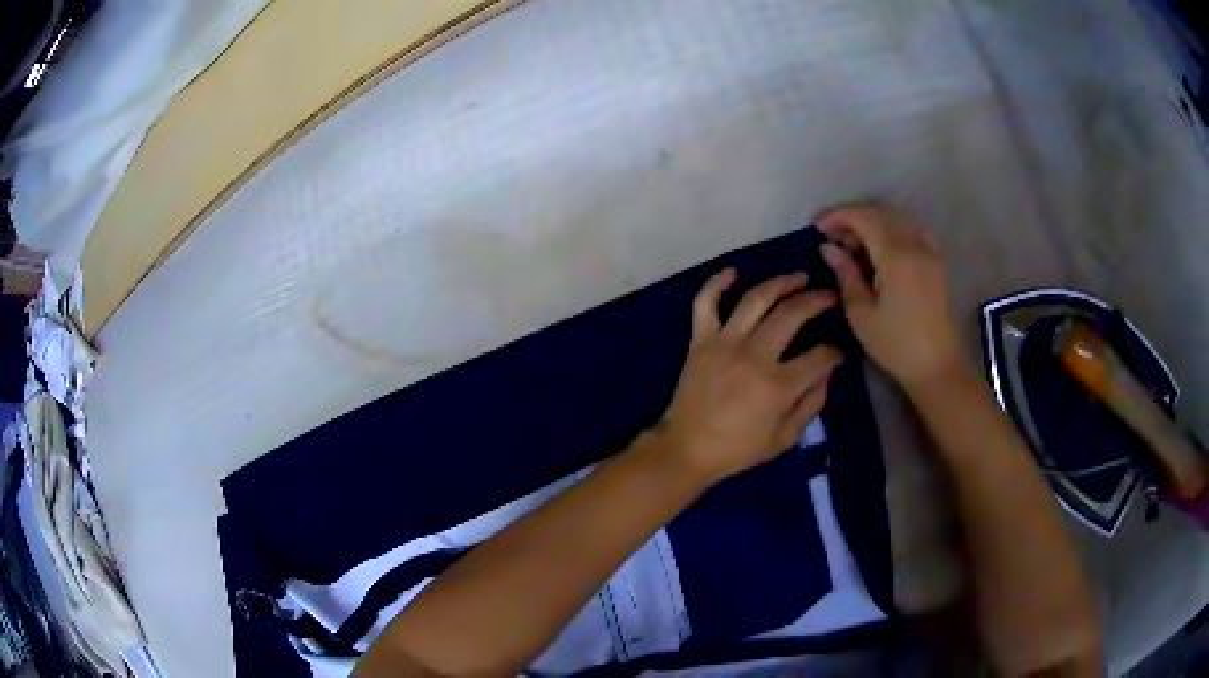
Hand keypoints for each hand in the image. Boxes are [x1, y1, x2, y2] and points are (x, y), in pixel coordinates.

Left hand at [657, 269, 842, 483]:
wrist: (687, 449)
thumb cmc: (739, 449)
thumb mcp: (786, 438)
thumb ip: (811, 404)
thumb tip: (826, 374)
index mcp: (779, 385)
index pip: (820, 356)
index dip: (835, 352)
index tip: (838, 352)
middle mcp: (754, 355)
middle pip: (792, 314)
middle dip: (817, 301)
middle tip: (829, 296)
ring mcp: (724, 342)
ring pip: (756, 299)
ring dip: (781, 283)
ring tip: (798, 278)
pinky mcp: (700, 340)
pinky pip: (706, 303)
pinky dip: (717, 283)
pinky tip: (734, 272)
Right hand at [817, 204, 963, 390]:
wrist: (936, 366)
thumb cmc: (895, 344)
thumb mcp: (861, 313)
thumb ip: (845, 274)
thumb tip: (828, 247)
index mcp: (895, 255)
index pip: (863, 218)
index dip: (838, 216)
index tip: (817, 228)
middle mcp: (915, 244)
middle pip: (880, 215)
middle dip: (854, 219)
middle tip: (833, 240)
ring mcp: (929, 251)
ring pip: (897, 221)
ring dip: (873, 225)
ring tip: (855, 247)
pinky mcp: (937, 262)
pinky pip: (912, 232)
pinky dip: (893, 233)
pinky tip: (883, 253)